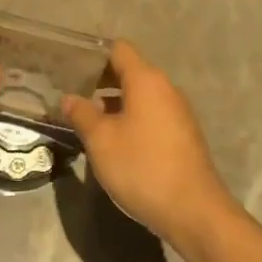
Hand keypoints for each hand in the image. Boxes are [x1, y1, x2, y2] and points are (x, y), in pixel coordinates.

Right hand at [62, 41, 234, 246]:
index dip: (94, 54)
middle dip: (100, 80)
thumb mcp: (101, 140)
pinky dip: (131, 119)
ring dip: (114, 103)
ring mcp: (178, 113)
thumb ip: (82, 114)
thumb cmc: (142, 167)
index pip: (119, 49)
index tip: (71, 67)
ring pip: (140, 96)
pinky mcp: (182, 136)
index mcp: (146, 80)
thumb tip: (69, 98)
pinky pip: (151, 115)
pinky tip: (113, 141)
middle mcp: (166, 89)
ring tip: (87, 119)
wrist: (193, 211)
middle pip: (130, 72)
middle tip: (72, 94)